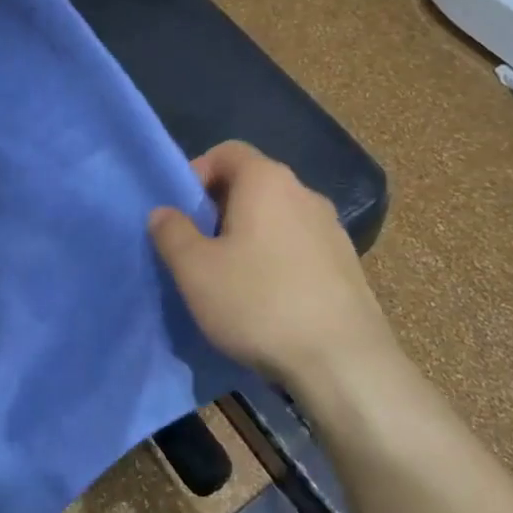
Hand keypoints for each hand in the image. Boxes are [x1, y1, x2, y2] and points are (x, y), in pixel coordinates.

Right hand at [149, 141, 396, 397]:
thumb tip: (164, 212)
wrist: (343, 361)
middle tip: (199, 248)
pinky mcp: (347, 263)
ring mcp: (331, 228)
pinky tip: (268, 299)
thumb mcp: (195, 270)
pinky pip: (300, 245)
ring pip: (277, 216)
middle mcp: (304, 192)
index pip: (228, 151)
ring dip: (250, 235)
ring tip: (231, 278)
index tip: (183, 212)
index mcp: (267, 181)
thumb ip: (171, 233)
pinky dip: (277, 258)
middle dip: (220, 208)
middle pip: (253, 183)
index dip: (198, 172)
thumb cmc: (258, 303)